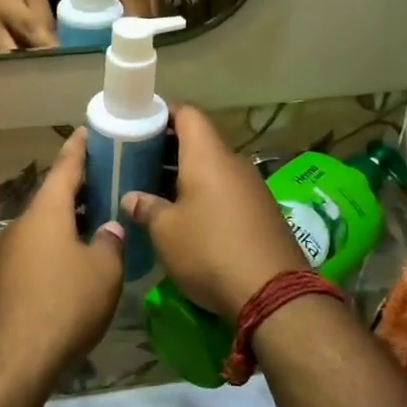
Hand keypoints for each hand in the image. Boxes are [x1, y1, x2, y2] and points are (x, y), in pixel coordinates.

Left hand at [0, 130, 124, 377]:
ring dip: (69, 218)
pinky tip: (78, 258)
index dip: (78, 149)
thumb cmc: (64, 303)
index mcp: (46, 212)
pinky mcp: (8, 279)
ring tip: (98, 216)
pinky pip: (38, 248)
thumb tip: (108, 230)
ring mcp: (11, 252)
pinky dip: (59, 242)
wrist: (14, 356)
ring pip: (45, 224)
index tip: (88, 131)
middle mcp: (24, 224)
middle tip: (106, 176)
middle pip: (53, 196)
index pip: (64, 168)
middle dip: (79, 186)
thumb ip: (110, 243)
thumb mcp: (103, 271)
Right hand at [122, 105, 304, 318]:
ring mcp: (251, 188)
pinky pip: (225, 191)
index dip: (162, 114)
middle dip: (167, 149)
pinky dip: (203, 195)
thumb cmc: (210, 249)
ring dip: (184, 176)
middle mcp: (233, 163)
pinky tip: (184, 218)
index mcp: (208, 156)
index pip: (187, 114)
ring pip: (212, 169)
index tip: (138, 125)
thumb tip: (132, 197)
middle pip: (199, 141)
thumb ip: (146, 208)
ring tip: (154, 192)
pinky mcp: (261, 213)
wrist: (273, 293)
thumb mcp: (165, 231)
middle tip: (137, 163)